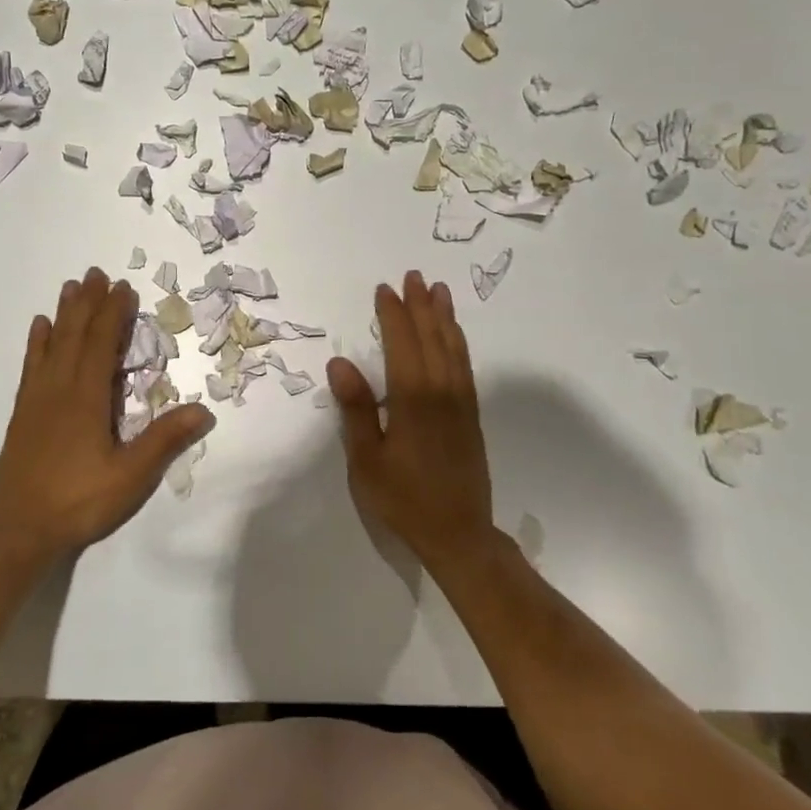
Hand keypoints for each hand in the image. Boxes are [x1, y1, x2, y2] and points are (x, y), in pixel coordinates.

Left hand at [0, 267, 213, 570]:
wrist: (18, 532)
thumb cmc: (78, 502)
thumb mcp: (130, 477)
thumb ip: (164, 441)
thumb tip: (204, 410)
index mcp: (86, 399)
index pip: (102, 344)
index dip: (113, 313)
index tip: (123, 287)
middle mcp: (59, 389)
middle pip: (75, 335)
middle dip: (88, 303)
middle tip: (96, 273)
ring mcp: (37, 400)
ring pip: (51, 345)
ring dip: (63, 314)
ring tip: (70, 287)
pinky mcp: (23, 414)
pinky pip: (31, 366)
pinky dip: (37, 343)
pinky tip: (39, 328)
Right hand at [328, 271, 495, 572]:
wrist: (459, 533)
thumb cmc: (404, 499)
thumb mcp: (367, 459)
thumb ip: (356, 409)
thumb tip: (340, 362)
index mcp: (413, 398)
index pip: (401, 343)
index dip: (392, 314)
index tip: (384, 289)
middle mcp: (441, 391)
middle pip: (431, 337)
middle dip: (420, 305)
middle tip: (413, 276)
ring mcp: (461, 402)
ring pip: (452, 347)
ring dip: (444, 317)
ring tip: (439, 290)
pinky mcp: (471, 414)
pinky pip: (464, 365)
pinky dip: (458, 342)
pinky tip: (454, 335)